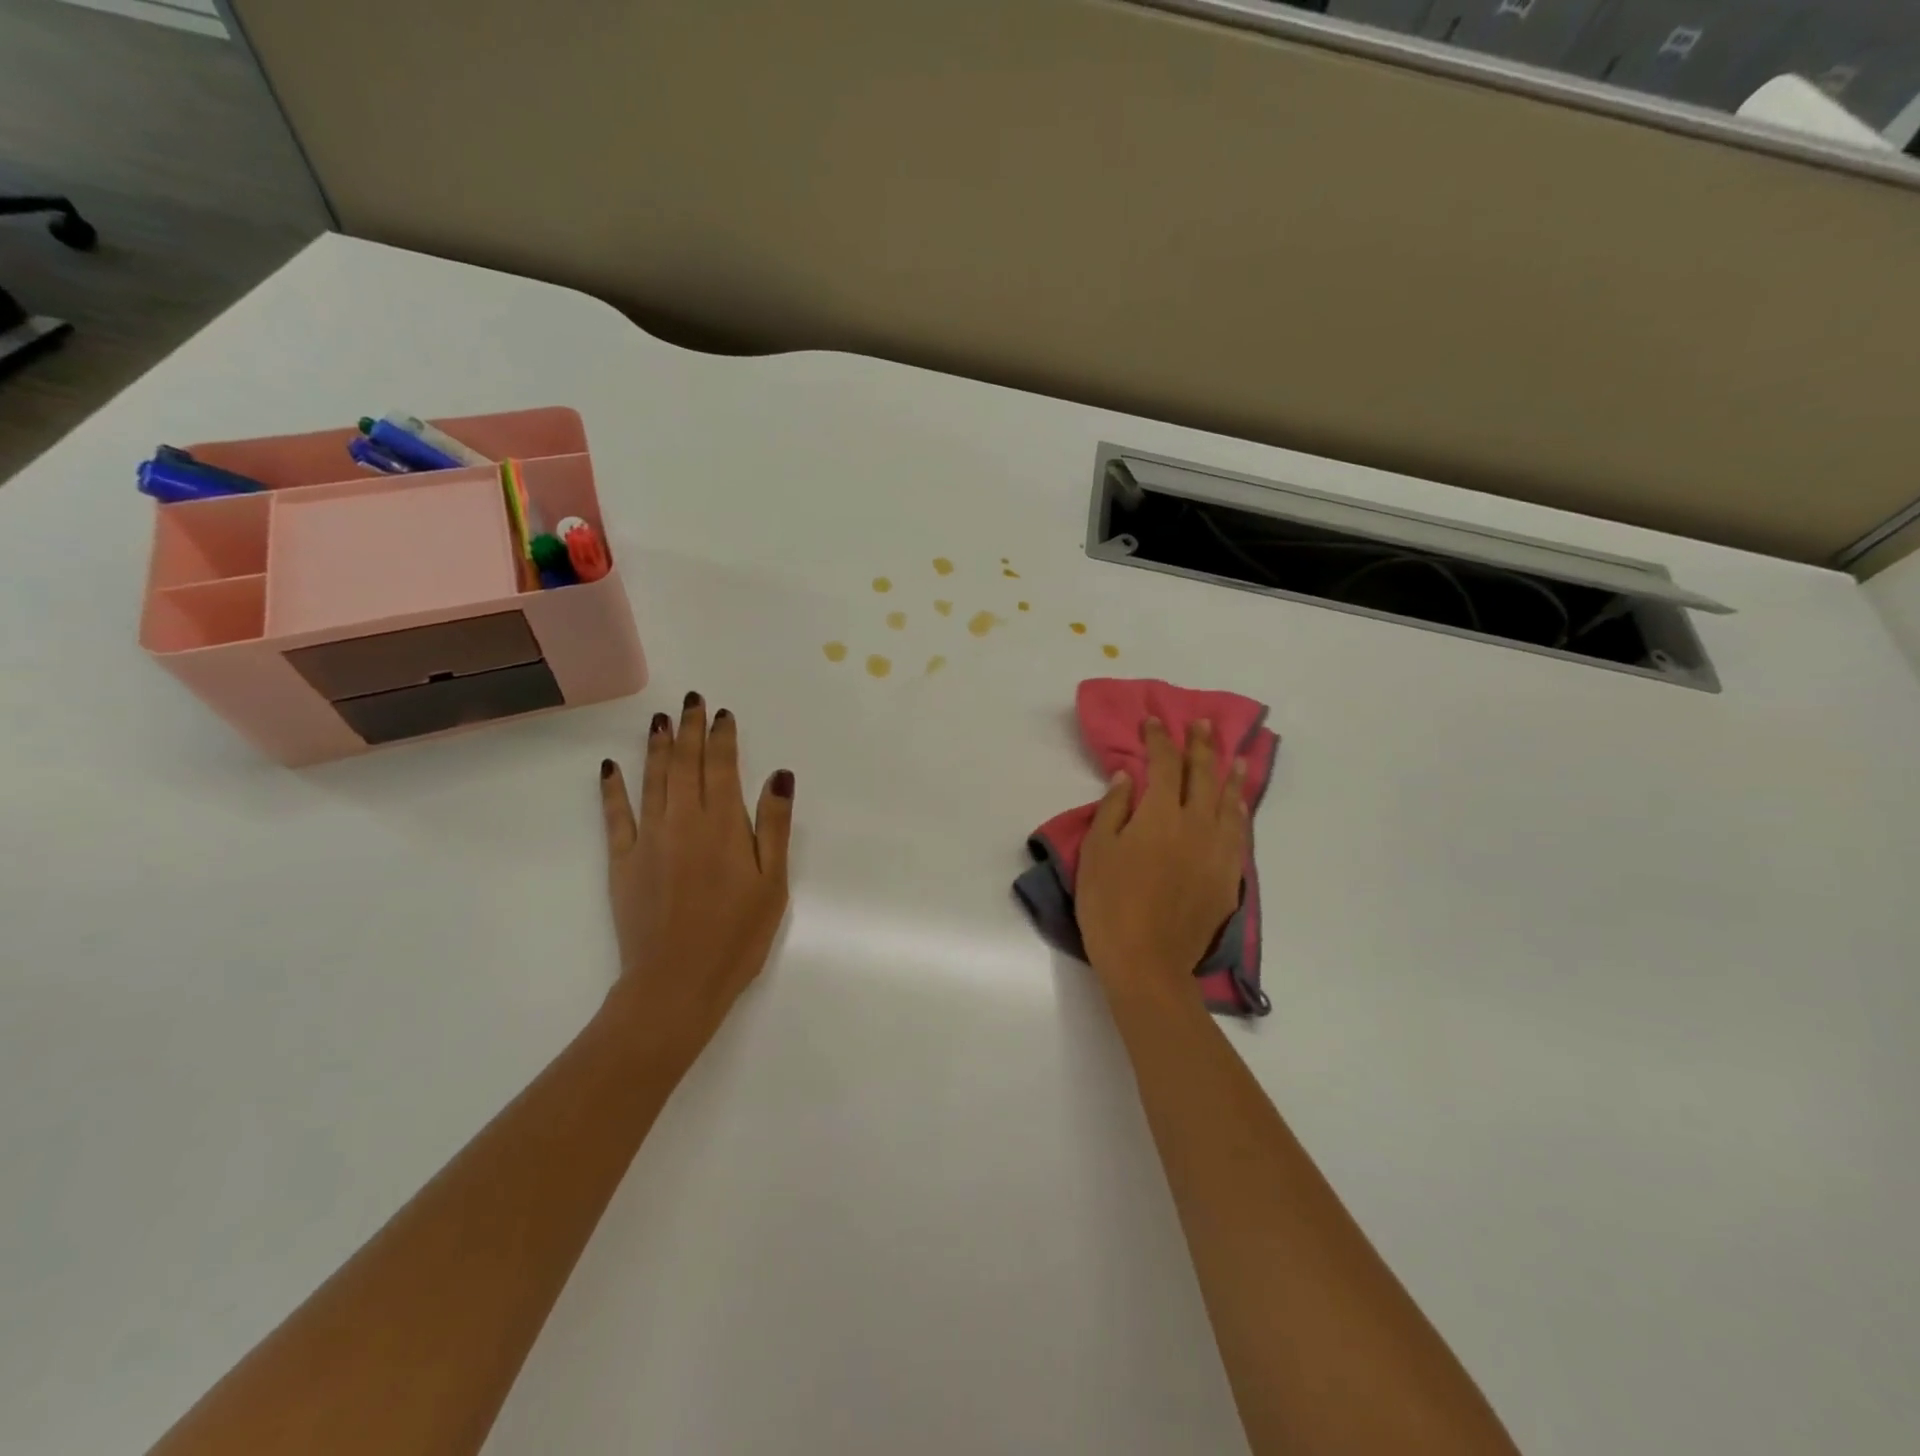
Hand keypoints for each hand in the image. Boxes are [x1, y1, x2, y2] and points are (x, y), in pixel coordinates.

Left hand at [598, 692, 793, 1050]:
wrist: (676, 982)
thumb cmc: (737, 935)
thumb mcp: (773, 883)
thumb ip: (773, 825)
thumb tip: (779, 775)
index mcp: (723, 825)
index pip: (722, 767)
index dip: (722, 737)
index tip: (722, 713)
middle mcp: (683, 821)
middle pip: (685, 764)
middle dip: (689, 728)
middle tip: (691, 700)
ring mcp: (648, 839)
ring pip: (652, 780)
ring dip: (656, 746)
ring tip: (659, 719)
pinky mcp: (623, 861)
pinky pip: (615, 815)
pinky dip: (612, 788)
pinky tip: (610, 766)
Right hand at [1076, 718, 1246, 997]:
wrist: (1147, 961)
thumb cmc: (1109, 903)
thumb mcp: (1097, 851)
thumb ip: (1113, 808)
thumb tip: (1127, 776)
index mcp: (1160, 814)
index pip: (1163, 764)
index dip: (1159, 740)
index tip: (1154, 722)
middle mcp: (1196, 824)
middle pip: (1202, 775)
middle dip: (1200, 746)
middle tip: (1203, 724)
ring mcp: (1217, 851)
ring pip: (1228, 802)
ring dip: (1230, 775)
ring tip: (1235, 757)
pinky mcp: (1228, 877)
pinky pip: (1239, 834)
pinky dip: (1239, 812)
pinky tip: (1238, 806)